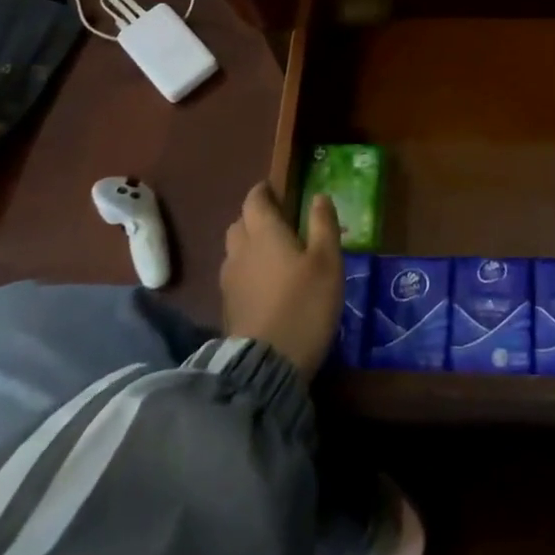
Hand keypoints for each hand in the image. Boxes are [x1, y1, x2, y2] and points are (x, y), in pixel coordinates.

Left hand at [221, 183, 342, 379]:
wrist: (267, 364)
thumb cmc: (304, 303)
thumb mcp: (327, 261)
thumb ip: (323, 225)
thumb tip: (319, 196)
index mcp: (264, 233)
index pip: (254, 200)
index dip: (264, 192)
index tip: (276, 190)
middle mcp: (240, 250)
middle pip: (240, 223)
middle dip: (255, 217)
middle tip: (278, 223)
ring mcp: (229, 280)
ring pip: (234, 250)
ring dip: (249, 246)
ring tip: (272, 255)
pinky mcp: (227, 307)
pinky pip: (234, 276)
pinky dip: (247, 272)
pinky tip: (264, 285)